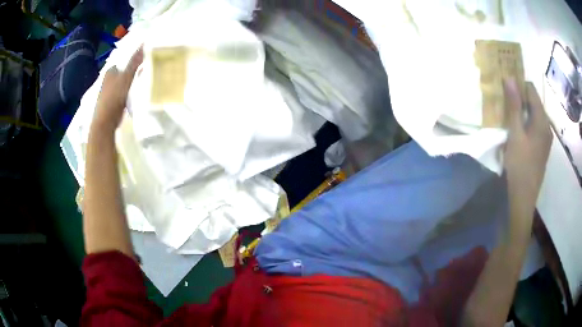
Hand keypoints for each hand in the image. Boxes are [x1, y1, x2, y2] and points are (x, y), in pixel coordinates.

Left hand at [92, 47, 142, 132]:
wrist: (104, 123)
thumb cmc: (114, 98)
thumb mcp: (126, 78)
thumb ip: (134, 62)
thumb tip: (143, 43)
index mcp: (110, 71)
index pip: (124, 60)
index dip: (134, 59)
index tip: (145, 59)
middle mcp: (108, 79)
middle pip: (123, 71)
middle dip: (132, 70)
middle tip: (146, 69)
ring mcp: (108, 91)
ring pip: (123, 82)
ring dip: (131, 81)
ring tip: (143, 80)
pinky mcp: (111, 102)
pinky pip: (122, 92)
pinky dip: (128, 91)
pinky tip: (135, 93)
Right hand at [503, 79, 552, 217]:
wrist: (523, 199)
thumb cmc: (519, 167)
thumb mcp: (515, 135)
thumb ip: (513, 106)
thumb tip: (509, 78)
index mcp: (542, 121)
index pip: (531, 90)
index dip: (519, 85)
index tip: (505, 87)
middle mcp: (546, 126)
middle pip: (533, 102)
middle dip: (519, 98)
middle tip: (504, 101)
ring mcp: (545, 138)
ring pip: (533, 115)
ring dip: (521, 112)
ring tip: (508, 116)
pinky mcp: (541, 148)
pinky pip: (533, 127)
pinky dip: (524, 123)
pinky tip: (516, 132)